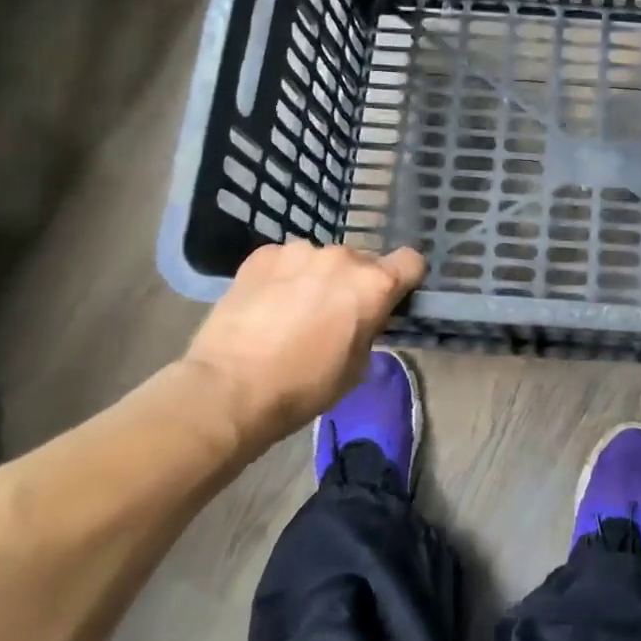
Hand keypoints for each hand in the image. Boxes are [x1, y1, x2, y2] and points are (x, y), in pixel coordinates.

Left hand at [181, 242, 425, 443]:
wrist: (229, 389)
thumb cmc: (303, 387)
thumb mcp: (356, 366)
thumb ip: (369, 328)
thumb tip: (362, 318)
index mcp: (373, 285)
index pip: (411, 261)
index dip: (405, 279)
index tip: (391, 298)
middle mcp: (342, 257)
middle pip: (362, 262)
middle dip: (353, 284)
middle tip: (333, 316)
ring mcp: (300, 251)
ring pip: (321, 260)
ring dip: (316, 278)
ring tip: (292, 311)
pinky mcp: (263, 255)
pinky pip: (286, 261)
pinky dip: (283, 277)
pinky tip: (266, 305)